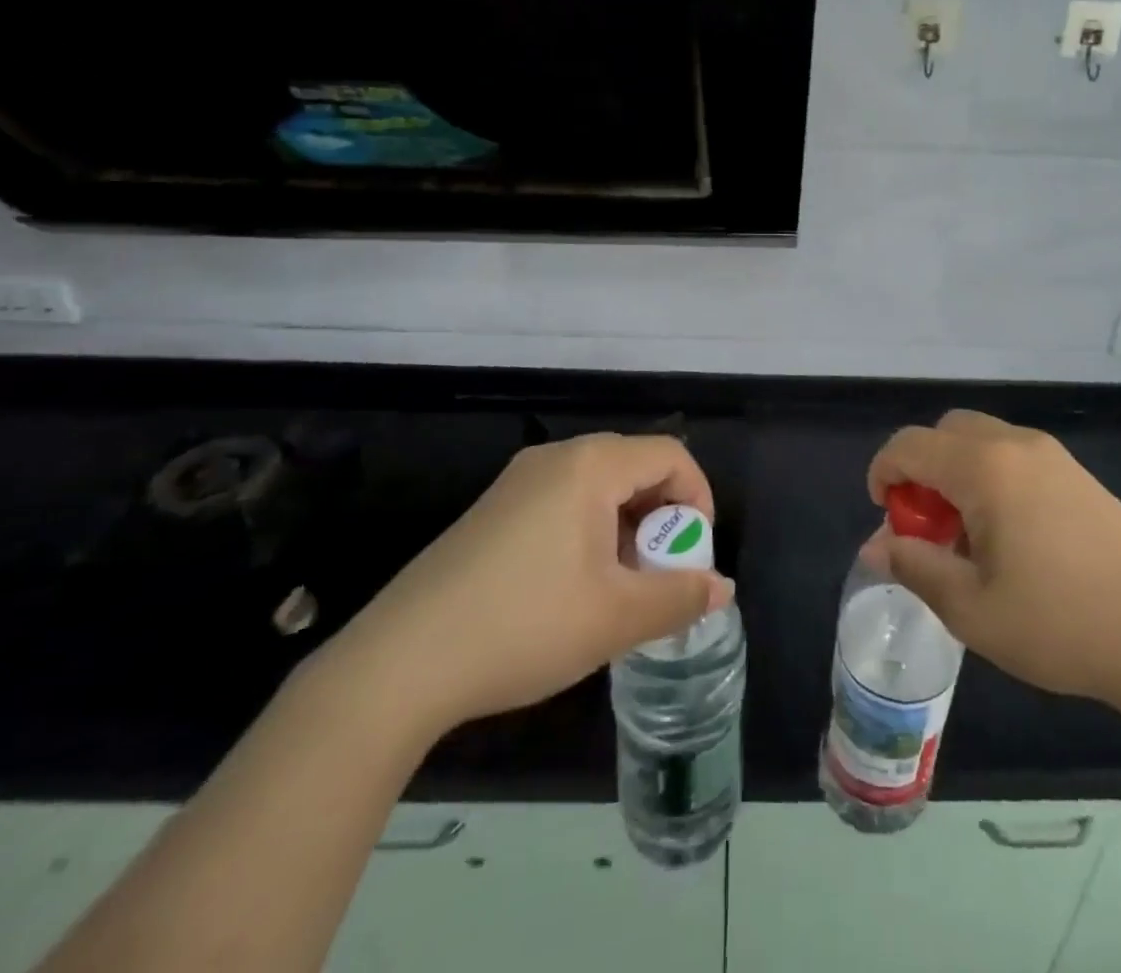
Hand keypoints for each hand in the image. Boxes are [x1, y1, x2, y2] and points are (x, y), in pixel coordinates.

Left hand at [320, 434, 733, 739]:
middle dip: (663, 518)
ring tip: (620, 589)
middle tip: (660, 576)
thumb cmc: (523, 626)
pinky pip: (563, 502)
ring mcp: (518, 481)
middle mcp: (555, 458)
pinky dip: (590, 532)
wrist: (398, 664)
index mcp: (590, 466)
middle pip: (635, 466)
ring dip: (627, 528)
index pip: (670, 455)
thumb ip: (679, 597)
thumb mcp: (616, 618)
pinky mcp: (493, 510)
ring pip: (599, 487)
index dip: (698, 499)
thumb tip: (722, 589)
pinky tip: (573, 589)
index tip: (693, 556)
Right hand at [863, 411, 1120, 722]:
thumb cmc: (1062, 624)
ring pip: (983, 442)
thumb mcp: (972, 609)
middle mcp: (1017, 445)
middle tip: (927, 527)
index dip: (883, 473)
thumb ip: (915, 567)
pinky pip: (1016, 458)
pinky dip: (991, 480)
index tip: (885, 518)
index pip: (910, 444)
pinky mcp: (1081, 477)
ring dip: (957, 475)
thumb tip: (875, 546)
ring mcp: (1055, 457)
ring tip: (968, 541)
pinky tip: (1012, 541)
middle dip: (922, 469)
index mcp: (985, 468)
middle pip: (947, 431)